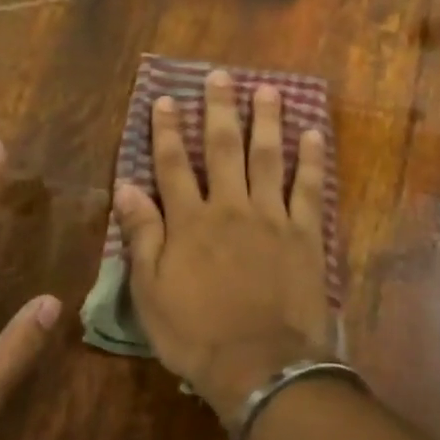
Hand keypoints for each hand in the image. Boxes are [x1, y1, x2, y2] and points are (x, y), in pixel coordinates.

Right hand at [113, 70, 330, 422]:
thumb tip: (126, 187)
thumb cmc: (196, 333)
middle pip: (224, 148)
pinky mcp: (306, 235)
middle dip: (219, 109)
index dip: (167, 130)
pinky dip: (311, 160)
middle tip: (221, 75)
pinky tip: (312, 134)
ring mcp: (272, 217)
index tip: (165, 99)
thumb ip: (142, 234)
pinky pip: (310, 189)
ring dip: (267, 121)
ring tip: (268, 90)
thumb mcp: (150, 290)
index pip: (173, 165)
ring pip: (268, 158)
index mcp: (190, 221)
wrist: (259, 364)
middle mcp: (230, 207)